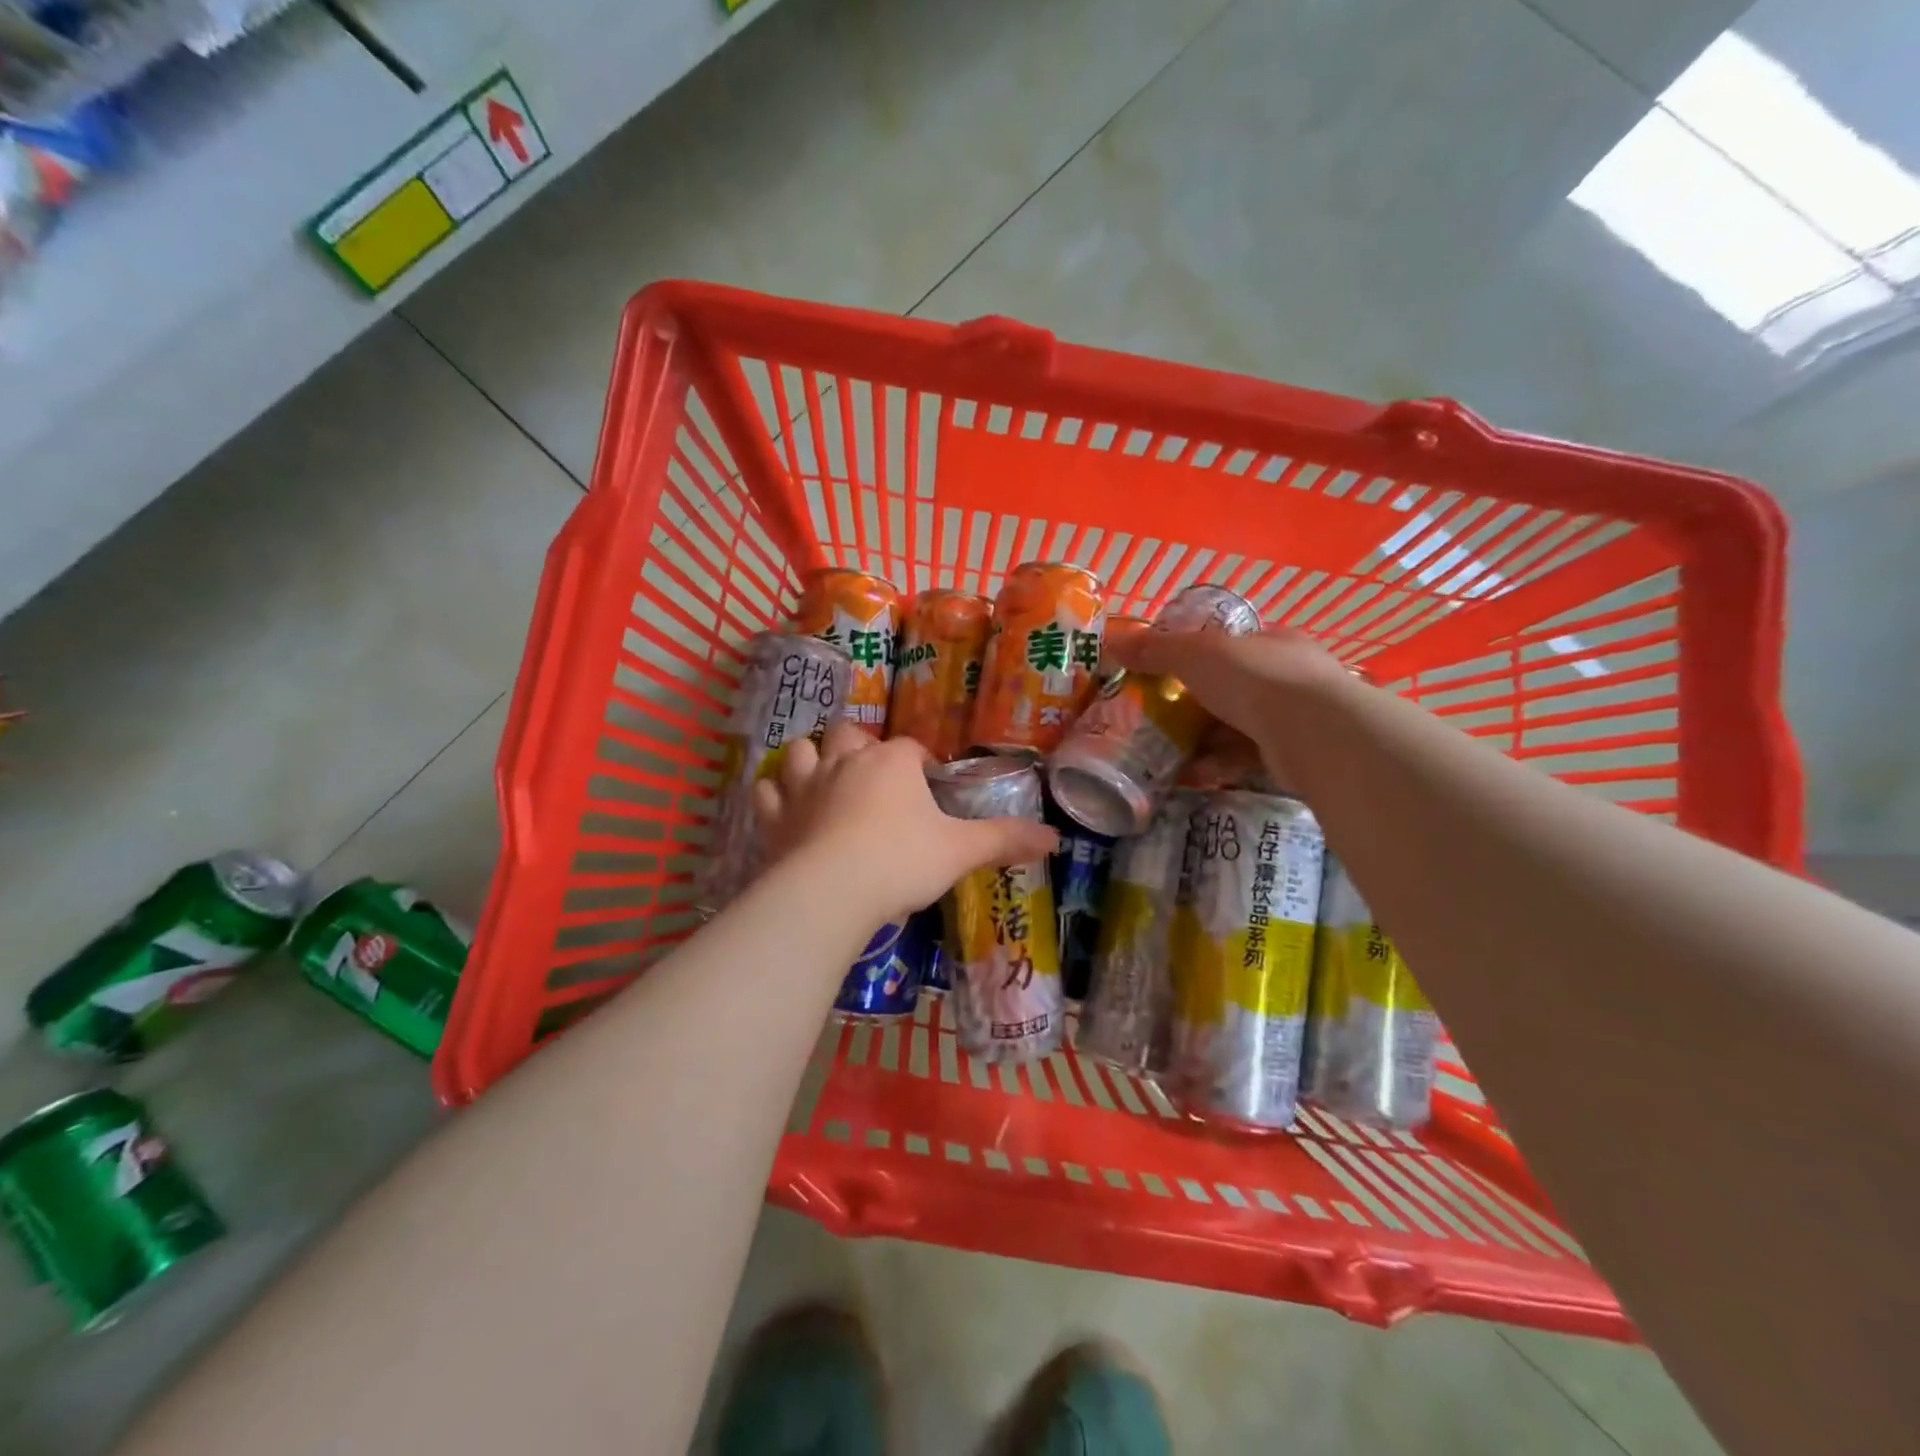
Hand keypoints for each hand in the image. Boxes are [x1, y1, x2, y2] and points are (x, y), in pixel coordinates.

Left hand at [752, 723, 1057, 927]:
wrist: (832, 891)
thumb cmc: (902, 861)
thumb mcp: (960, 851)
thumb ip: (1005, 840)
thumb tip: (1055, 838)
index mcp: (892, 762)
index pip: (910, 749)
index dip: (920, 763)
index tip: (927, 784)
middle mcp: (845, 761)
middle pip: (850, 735)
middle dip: (860, 747)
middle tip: (873, 776)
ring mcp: (803, 785)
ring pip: (801, 751)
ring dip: (811, 759)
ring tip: (824, 779)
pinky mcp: (773, 815)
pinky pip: (765, 791)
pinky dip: (773, 795)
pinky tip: (783, 807)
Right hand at [1110, 627, 1353, 784]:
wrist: (1313, 733)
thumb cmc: (1255, 679)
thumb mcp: (1196, 654)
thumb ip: (1155, 649)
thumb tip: (1110, 640)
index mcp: (1272, 642)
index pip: (1231, 644)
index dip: (1196, 656)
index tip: (1165, 674)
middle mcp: (1290, 676)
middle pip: (1233, 688)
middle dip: (1196, 704)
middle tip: (1159, 718)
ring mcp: (1297, 718)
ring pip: (1239, 726)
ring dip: (1203, 739)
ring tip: (1165, 752)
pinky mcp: (1295, 757)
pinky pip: (1247, 758)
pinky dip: (1217, 765)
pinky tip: (1190, 775)